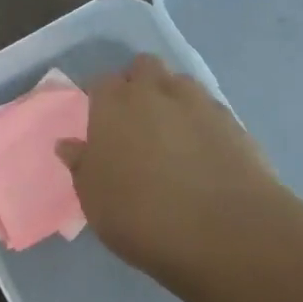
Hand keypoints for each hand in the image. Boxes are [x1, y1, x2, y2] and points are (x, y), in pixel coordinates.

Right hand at [57, 55, 285, 282]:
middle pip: (143, 67)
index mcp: (113, 104)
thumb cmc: (144, 216)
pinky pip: (210, 109)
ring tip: (172, 133)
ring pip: (180, 82)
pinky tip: (204, 151)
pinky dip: (203, 122)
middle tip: (135, 120)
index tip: (99, 121)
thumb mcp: (95, 200)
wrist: (228, 233)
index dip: (99, 99)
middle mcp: (154, 91)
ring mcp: (198, 103)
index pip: (100, 83)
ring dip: (172, 98)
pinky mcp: (234, 122)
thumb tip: (69, 145)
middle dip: (138, 83)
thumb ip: (81, 166)